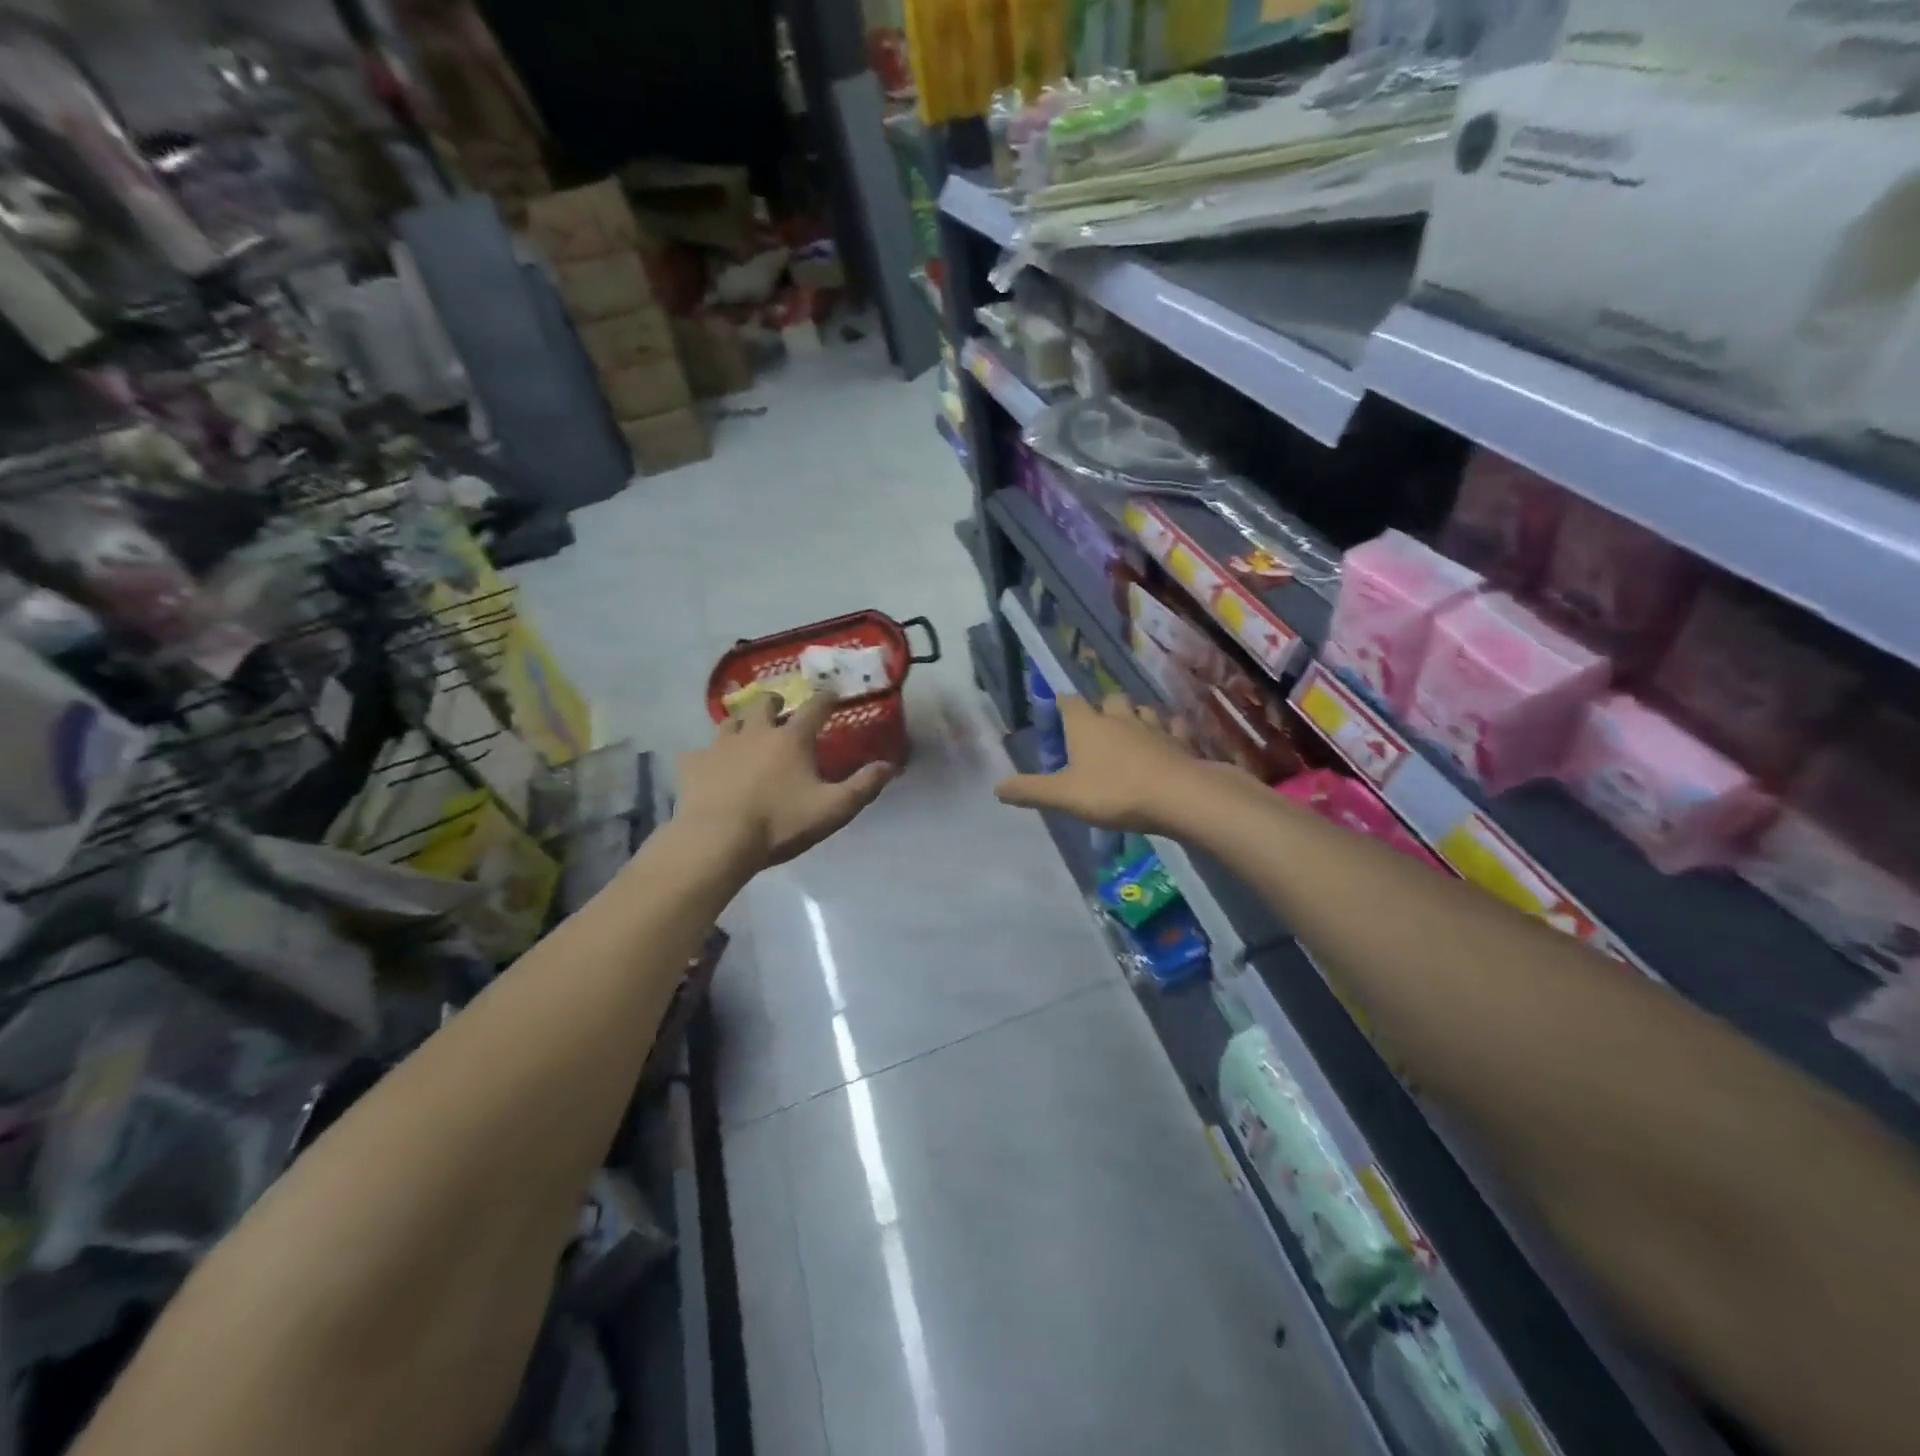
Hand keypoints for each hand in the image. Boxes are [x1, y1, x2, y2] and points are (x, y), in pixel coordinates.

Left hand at [677, 694, 892, 870]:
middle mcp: (756, 732)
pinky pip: (697, 753)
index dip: (826, 698)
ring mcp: (720, 746)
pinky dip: (706, 757)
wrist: (718, 839)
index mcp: (792, 739)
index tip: (832, 693)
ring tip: (745, 733)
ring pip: (730, 722)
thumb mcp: (833, 809)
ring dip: (741, 723)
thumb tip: (889, 765)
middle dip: (775, 702)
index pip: (814, 708)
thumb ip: (863, 786)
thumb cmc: (781, 823)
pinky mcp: (693, 765)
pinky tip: (707, 767)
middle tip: (780, 709)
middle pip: (765, 704)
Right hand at [996, 693, 1225, 832]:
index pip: (1069, 702)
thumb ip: (1030, 790)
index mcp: (1087, 725)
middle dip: (1102, 707)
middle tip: (1097, 726)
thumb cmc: (1113, 792)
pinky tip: (1168, 739)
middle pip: (1110, 699)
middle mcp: (1119, 717)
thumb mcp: (1064, 796)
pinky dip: (1169, 730)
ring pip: (1142, 709)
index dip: (1062, 703)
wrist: (1177, 795)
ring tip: (1131, 730)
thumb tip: (996, 787)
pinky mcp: (1180, 740)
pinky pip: (1174, 726)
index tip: (1058, 708)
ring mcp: (1153, 726)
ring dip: (1135, 716)